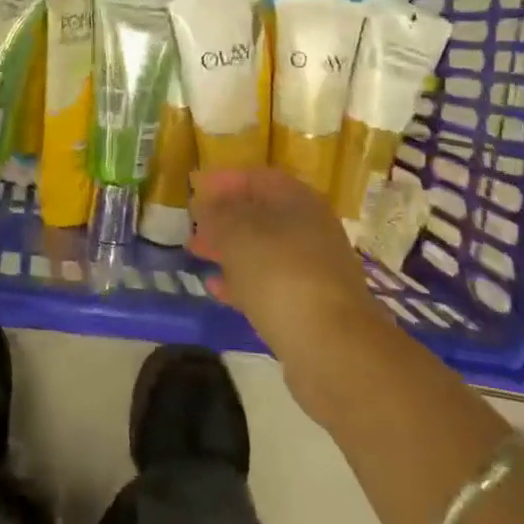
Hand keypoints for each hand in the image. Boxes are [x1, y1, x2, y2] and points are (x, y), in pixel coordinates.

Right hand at [189, 167, 392, 421]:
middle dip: (224, 217)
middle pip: (261, 214)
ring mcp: (312, 268)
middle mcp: (310, 228)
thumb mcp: (237, 233)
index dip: (225, 179)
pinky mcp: (309, 305)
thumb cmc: (279, 273)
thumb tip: (207, 204)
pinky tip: (216, 288)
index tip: (194, 187)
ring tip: (197, 254)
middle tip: (192, 224)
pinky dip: (241, 281)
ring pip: (263, 249)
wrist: (331, 346)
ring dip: (230, 249)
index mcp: (298, 200)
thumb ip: (218, 213)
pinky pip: (268, 283)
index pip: (257, 177)